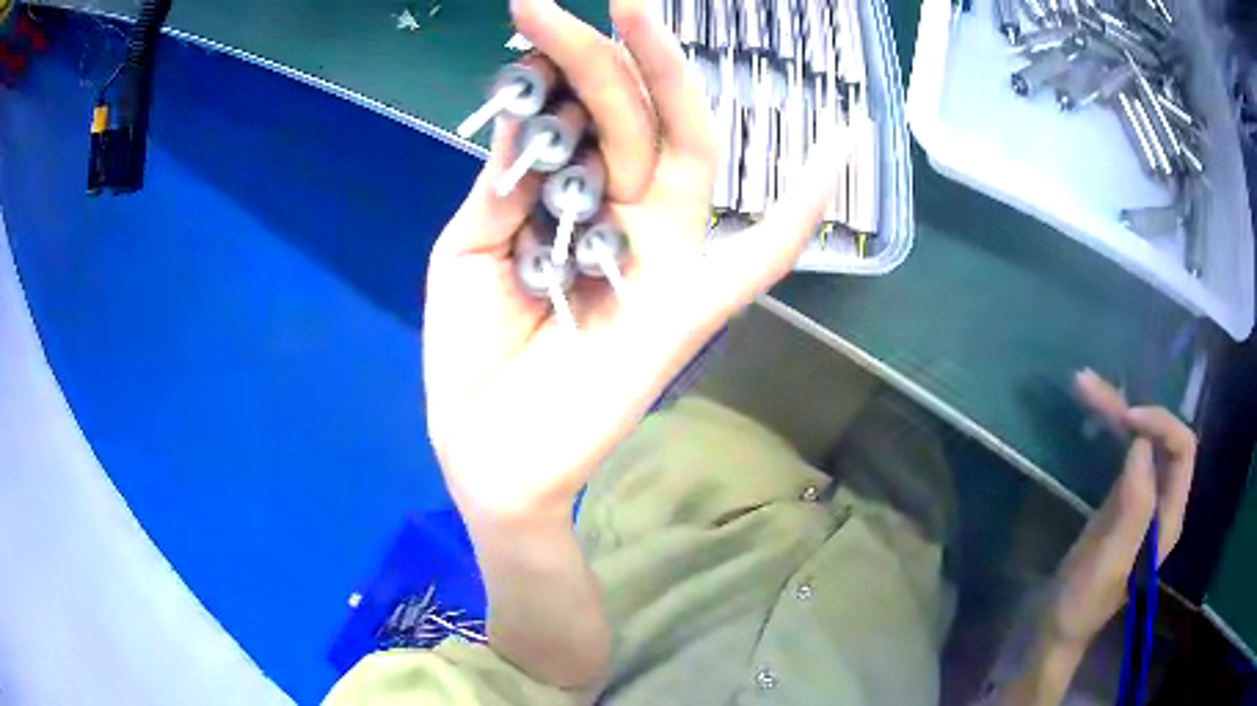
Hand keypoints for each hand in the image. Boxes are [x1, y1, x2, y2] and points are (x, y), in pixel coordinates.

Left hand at [422, 0, 848, 524]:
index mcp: (566, 205)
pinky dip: (803, 209)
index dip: (551, 66)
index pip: (574, 118)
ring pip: (681, 152)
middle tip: (555, 0)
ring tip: (639, 13)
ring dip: (667, 80)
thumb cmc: (471, 362)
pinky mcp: (689, 310)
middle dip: (597, 53)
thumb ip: (502, 190)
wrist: (489, 460)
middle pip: (625, 116)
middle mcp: (622, 217)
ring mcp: (663, 259)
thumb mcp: (467, 257)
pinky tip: (841, 150)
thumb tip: (527, 117)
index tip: (528, 14)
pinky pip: (760, 256)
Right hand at [1044, 370, 1196, 648]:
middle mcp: (1162, 500)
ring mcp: (1142, 497)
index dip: (1161, 425)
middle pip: (1161, 437)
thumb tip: (1141, 443)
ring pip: (1140, 438)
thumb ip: (1134, 506)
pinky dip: (1108, 427)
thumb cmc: (1082, 603)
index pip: (1183, 449)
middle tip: (1092, 386)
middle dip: (1133, 408)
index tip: (1126, 420)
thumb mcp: (1109, 561)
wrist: (1054, 628)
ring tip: (1084, 385)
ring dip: (1116, 409)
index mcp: (1169, 517)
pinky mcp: (1120, 498)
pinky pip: (1123, 451)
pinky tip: (1091, 409)